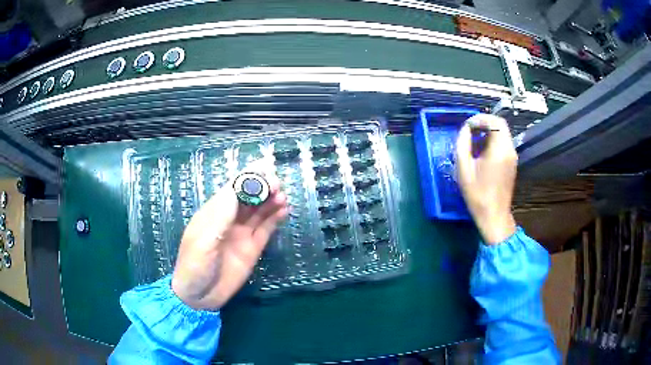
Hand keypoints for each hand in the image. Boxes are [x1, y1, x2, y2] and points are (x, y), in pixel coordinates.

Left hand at [171, 163, 287, 309]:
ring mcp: (241, 234)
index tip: (265, 168)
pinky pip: (266, 229)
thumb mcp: (203, 240)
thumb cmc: (194, 265)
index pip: (232, 188)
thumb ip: (221, 216)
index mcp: (213, 213)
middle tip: (277, 185)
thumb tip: (238, 189)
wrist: (199, 296)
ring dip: (270, 201)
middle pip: (248, 197)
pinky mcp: (252, 248)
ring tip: (282, 197)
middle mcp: (229, 220)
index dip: (248, 177)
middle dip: (262, 187)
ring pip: (259, 211)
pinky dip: (275, 218)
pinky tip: (284, 210)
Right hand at [456, 114, 516, 244]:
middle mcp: (509, 149)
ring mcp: (513, 156)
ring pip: (503, 133)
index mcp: (499, 150)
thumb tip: (465, 129)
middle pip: (500, 124)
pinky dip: (493, 141)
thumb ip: (463, 144)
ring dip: (489, 132)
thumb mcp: (464, 169)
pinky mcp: (512, 163)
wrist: (494, 215)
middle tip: (470, 130)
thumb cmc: (477, 194)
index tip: (467, 126)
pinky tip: (482, 152)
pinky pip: (504, 143)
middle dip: (484, 123)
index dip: (480, 118)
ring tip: (474, 142)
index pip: (494, 121)